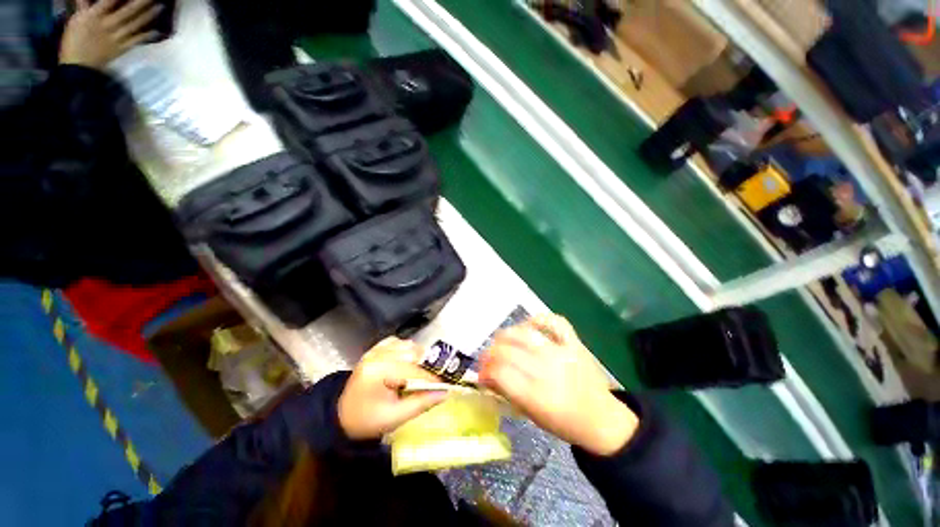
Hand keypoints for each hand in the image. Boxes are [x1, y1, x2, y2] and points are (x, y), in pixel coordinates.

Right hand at [60, 0, 163, 68]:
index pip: (110, 0)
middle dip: (141, 2)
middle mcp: (107, 25)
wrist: (77, 67)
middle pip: (127, 11)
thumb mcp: (76, 20)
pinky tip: (157, 31)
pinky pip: (136, 41)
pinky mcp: (121, 49)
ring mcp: (116, 38)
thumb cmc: (73, 41)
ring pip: (135, 24)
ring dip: (148, 15)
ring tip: (160, 6)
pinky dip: (147, 36)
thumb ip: (84, 6)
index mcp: (93, 15)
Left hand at [338, 337, 445, 440]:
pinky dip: (408, 350)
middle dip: (427, 365)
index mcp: (378, 372)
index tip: (447, 383)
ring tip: (424, 372)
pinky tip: (409, 362)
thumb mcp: (395, 418)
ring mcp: (375, 350)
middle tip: (438, 378)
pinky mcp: (375, 349)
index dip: (432, 377)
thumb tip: (445, 392)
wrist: (341, 417)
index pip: (413, 370)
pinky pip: (398, 342)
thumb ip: (421, 403)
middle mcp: (377, 355)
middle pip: (412, 352)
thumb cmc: (367, 421)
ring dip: (419, 357)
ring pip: (407, 345)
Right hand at [480, 314, 638, 455]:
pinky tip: (528, 327)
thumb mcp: (531, 416)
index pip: (500, 373)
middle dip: (490, 354)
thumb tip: (486, 375)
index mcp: (538, 396)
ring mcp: (562, 352)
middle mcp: (548, 370)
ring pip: (523, 333)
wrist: (602, 419)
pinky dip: (537, 319)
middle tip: (487, 359)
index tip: (481, 374)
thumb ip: (507, 392)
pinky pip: (553, 320)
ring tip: (501, 342)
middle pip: (507, 351)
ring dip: (505, 336)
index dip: (485, 371)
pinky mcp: (574, 342)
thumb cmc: (564, 423)